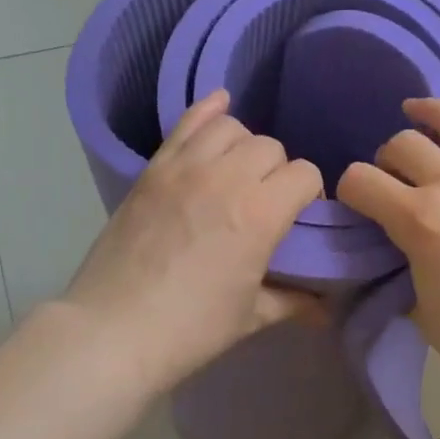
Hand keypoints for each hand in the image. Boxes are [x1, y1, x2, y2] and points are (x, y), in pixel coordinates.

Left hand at [62, 90, 323, 394]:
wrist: (114, 330)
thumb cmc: (190, 329)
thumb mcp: (251, 317)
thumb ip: (294, 301)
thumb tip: (325, 308)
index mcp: (260, 214)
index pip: (305, 174)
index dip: (310, 194)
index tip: (300, 218)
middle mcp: (226, 178)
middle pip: (271, 148)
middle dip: (279, 172)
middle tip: (266, 203)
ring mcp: (184, 168)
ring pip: (232, 127)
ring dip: (245, 146)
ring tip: (238, 173)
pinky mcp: (153, 169)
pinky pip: (186, 122)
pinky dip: (207, 111)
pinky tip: (219, 108)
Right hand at [337, 98, 439, 413]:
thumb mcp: (420, 308)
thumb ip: (404, 263)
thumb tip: (401, 245)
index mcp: (423, 222)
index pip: (362, 181)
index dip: (348, 190)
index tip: (353, 203)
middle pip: (404, 144)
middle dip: (385, 159)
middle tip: (391, 179)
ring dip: (430, 113)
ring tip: (417, 110)